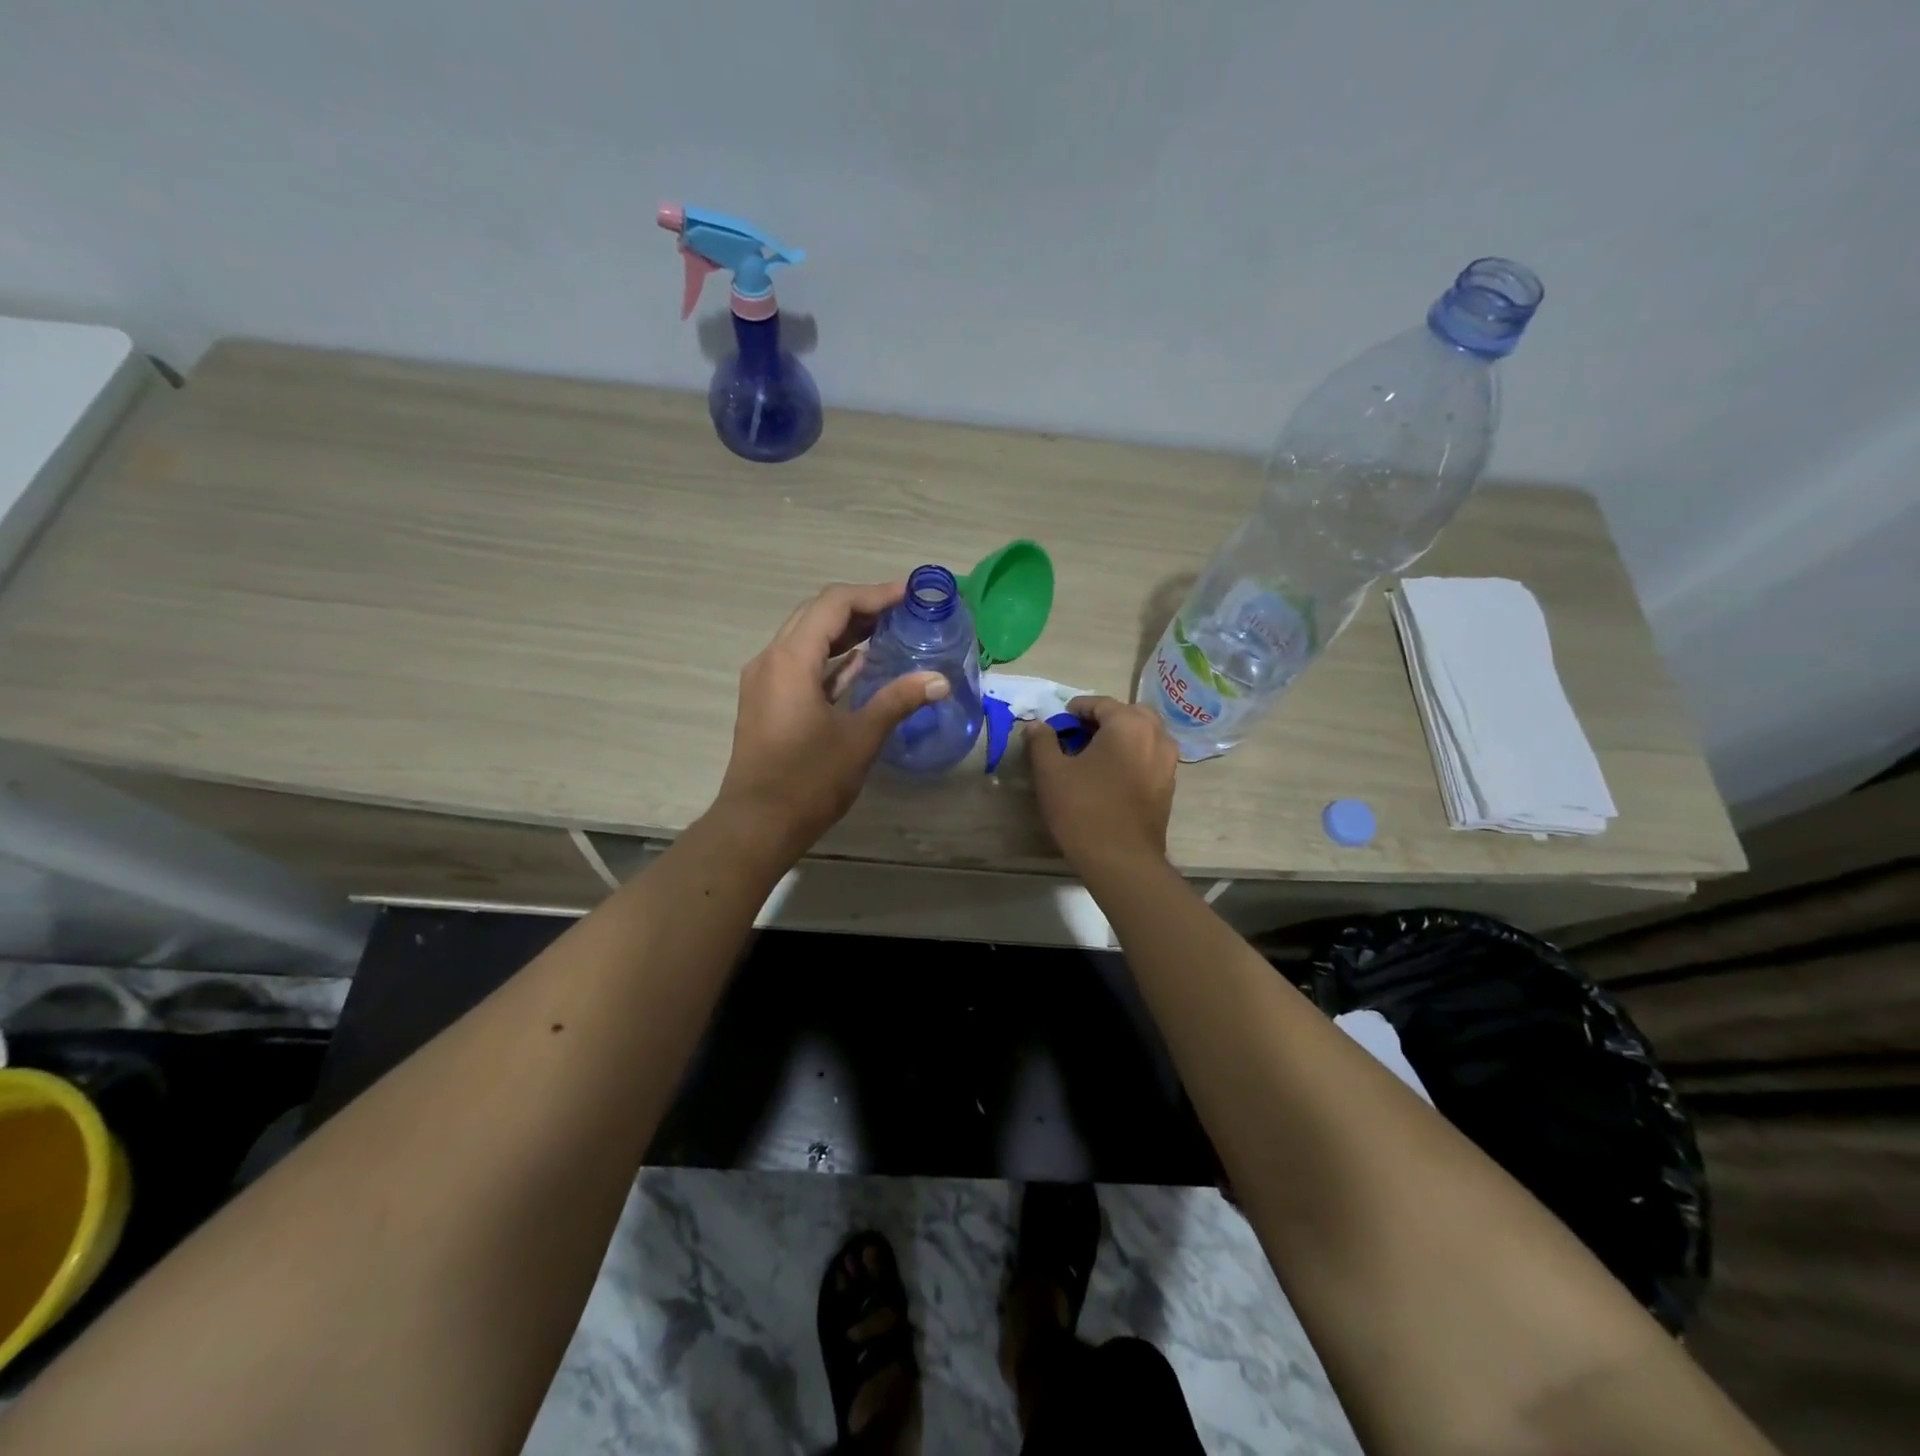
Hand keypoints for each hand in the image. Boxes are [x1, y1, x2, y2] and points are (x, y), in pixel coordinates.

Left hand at [712, 581, 946, 862]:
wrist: (757, 825)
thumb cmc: (808, 780)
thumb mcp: (860, 738)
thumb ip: (898, 700)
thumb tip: (940, 679)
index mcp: (791, 659)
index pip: (834, 604)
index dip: (874, 594)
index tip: (910, 595)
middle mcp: (771, 659)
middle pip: (816, 614)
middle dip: (861, 607)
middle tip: (902, 611)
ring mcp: (765, 681)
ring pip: (806, 638)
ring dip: (845, 632)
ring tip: (888, 631)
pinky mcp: (767, 702)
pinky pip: (800, 664)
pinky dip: (830, 658)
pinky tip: (860, 664)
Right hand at [1026, 696, 1178, 871]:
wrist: (1121, 860)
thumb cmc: (1083, 809)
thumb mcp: (1051, 772)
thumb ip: (1042, 742)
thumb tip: (1037, 725)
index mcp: (1129, 724)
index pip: (1101, 703)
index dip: (1077, 709)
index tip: (1059, 720)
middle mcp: (1156, 736)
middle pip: (1129, 714)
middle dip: (1104, 719)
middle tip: (1079, 734)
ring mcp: (1168, 762)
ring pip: (1144, 735)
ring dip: (1121, 737)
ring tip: (1095, 754)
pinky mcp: (1169, 786)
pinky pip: (1150, 757)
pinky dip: (1133, 755)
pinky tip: (1111, 775)